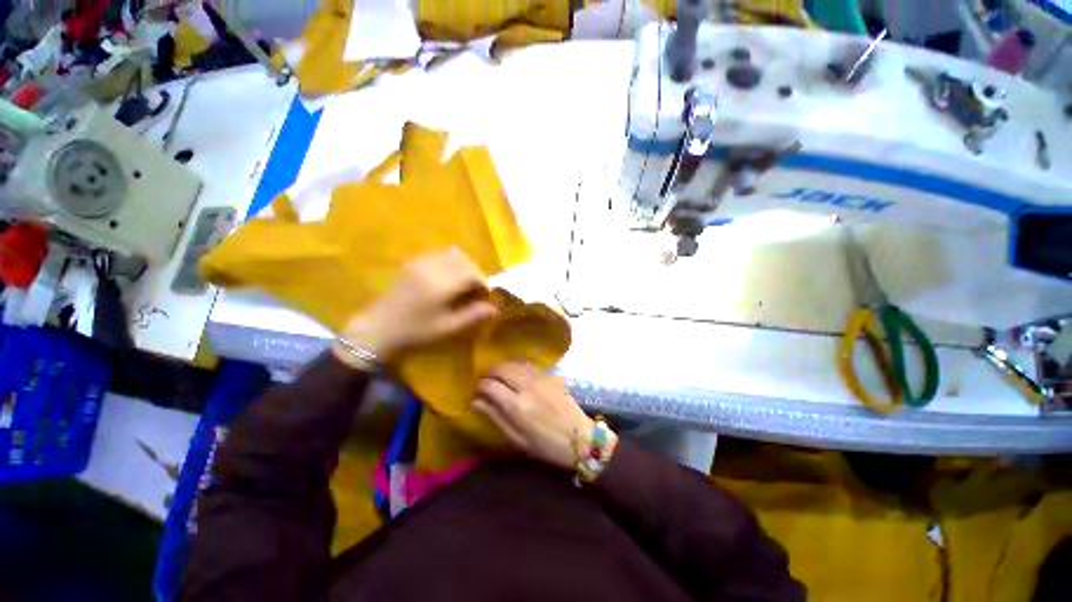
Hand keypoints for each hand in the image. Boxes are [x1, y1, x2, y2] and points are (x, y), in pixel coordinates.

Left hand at [333, 248, 497, 368]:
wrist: (379, 327)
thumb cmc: (415, 331)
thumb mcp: (447, 327)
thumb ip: (473, 315)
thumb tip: (495, 308)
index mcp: (440, 284)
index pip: (472, 273)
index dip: (483, 283)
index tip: (484, 296)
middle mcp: (431, 267)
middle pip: (463, 259)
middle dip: (474, 272)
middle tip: (474, 290)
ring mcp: (420, 262)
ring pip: (452, 253)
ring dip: (463, 266)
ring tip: (462, 284)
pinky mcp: (413, 262)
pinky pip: (438, 254)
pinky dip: (450, 263)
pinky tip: (447, 279)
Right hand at [474, 362, 616, 469]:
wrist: (580, 438)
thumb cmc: (546, 445)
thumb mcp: (517, 439)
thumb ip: (495, 417)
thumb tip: (475, 402)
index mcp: (517, 406)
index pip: (490, 386)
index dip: (479, 386)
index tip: (476, 392)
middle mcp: (527, 386)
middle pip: (501, 369)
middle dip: (490, 373)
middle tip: (487, 382)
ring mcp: (540, 378)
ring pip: (515, 363)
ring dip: (503, 367)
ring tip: (499, 376)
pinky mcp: (550, 375)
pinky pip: (529, 365)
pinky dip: (517, 366)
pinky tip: (516, 373)